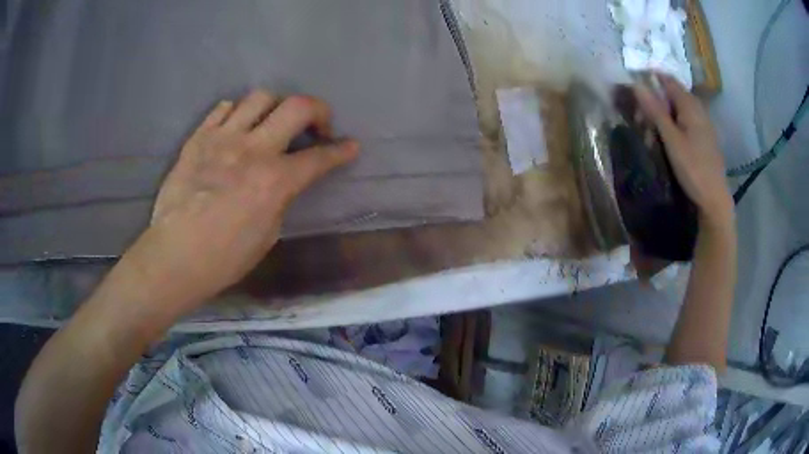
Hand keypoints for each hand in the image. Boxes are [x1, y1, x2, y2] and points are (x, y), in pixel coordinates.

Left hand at [131, 90, 358, 308]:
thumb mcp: (268, 234)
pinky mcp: (198, 138)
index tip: (350, 145)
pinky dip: (235, 112)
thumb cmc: (225, 257)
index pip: (320, 157)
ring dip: (274, 107)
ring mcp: (222, 139)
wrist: (175, 255)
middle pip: (297, 106)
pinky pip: (222, 108)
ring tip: (270, 124)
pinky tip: (235, 128)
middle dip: (318, 110)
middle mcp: (253, 150)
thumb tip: (283, 181)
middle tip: (315, 126)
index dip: (342, 150)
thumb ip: (280, 198)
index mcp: (275, 181)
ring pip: (259, 97)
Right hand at [634, 75, 733, 226]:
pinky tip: (669, 141)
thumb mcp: (671, 139)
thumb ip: (655, 111)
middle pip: (674, 95)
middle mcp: (699, 109)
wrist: (714, 199)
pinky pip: (687, 122)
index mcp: (690, 105)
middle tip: (641, 119)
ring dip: (664, 116)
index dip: (651, 79)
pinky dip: (674, 125)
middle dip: (656, 102)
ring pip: (680, 110)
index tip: (634, 87)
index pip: (668, 80)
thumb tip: (637, 84)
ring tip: (652, 134)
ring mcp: (704, 124)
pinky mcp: (705, 138)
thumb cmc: (693, 168)